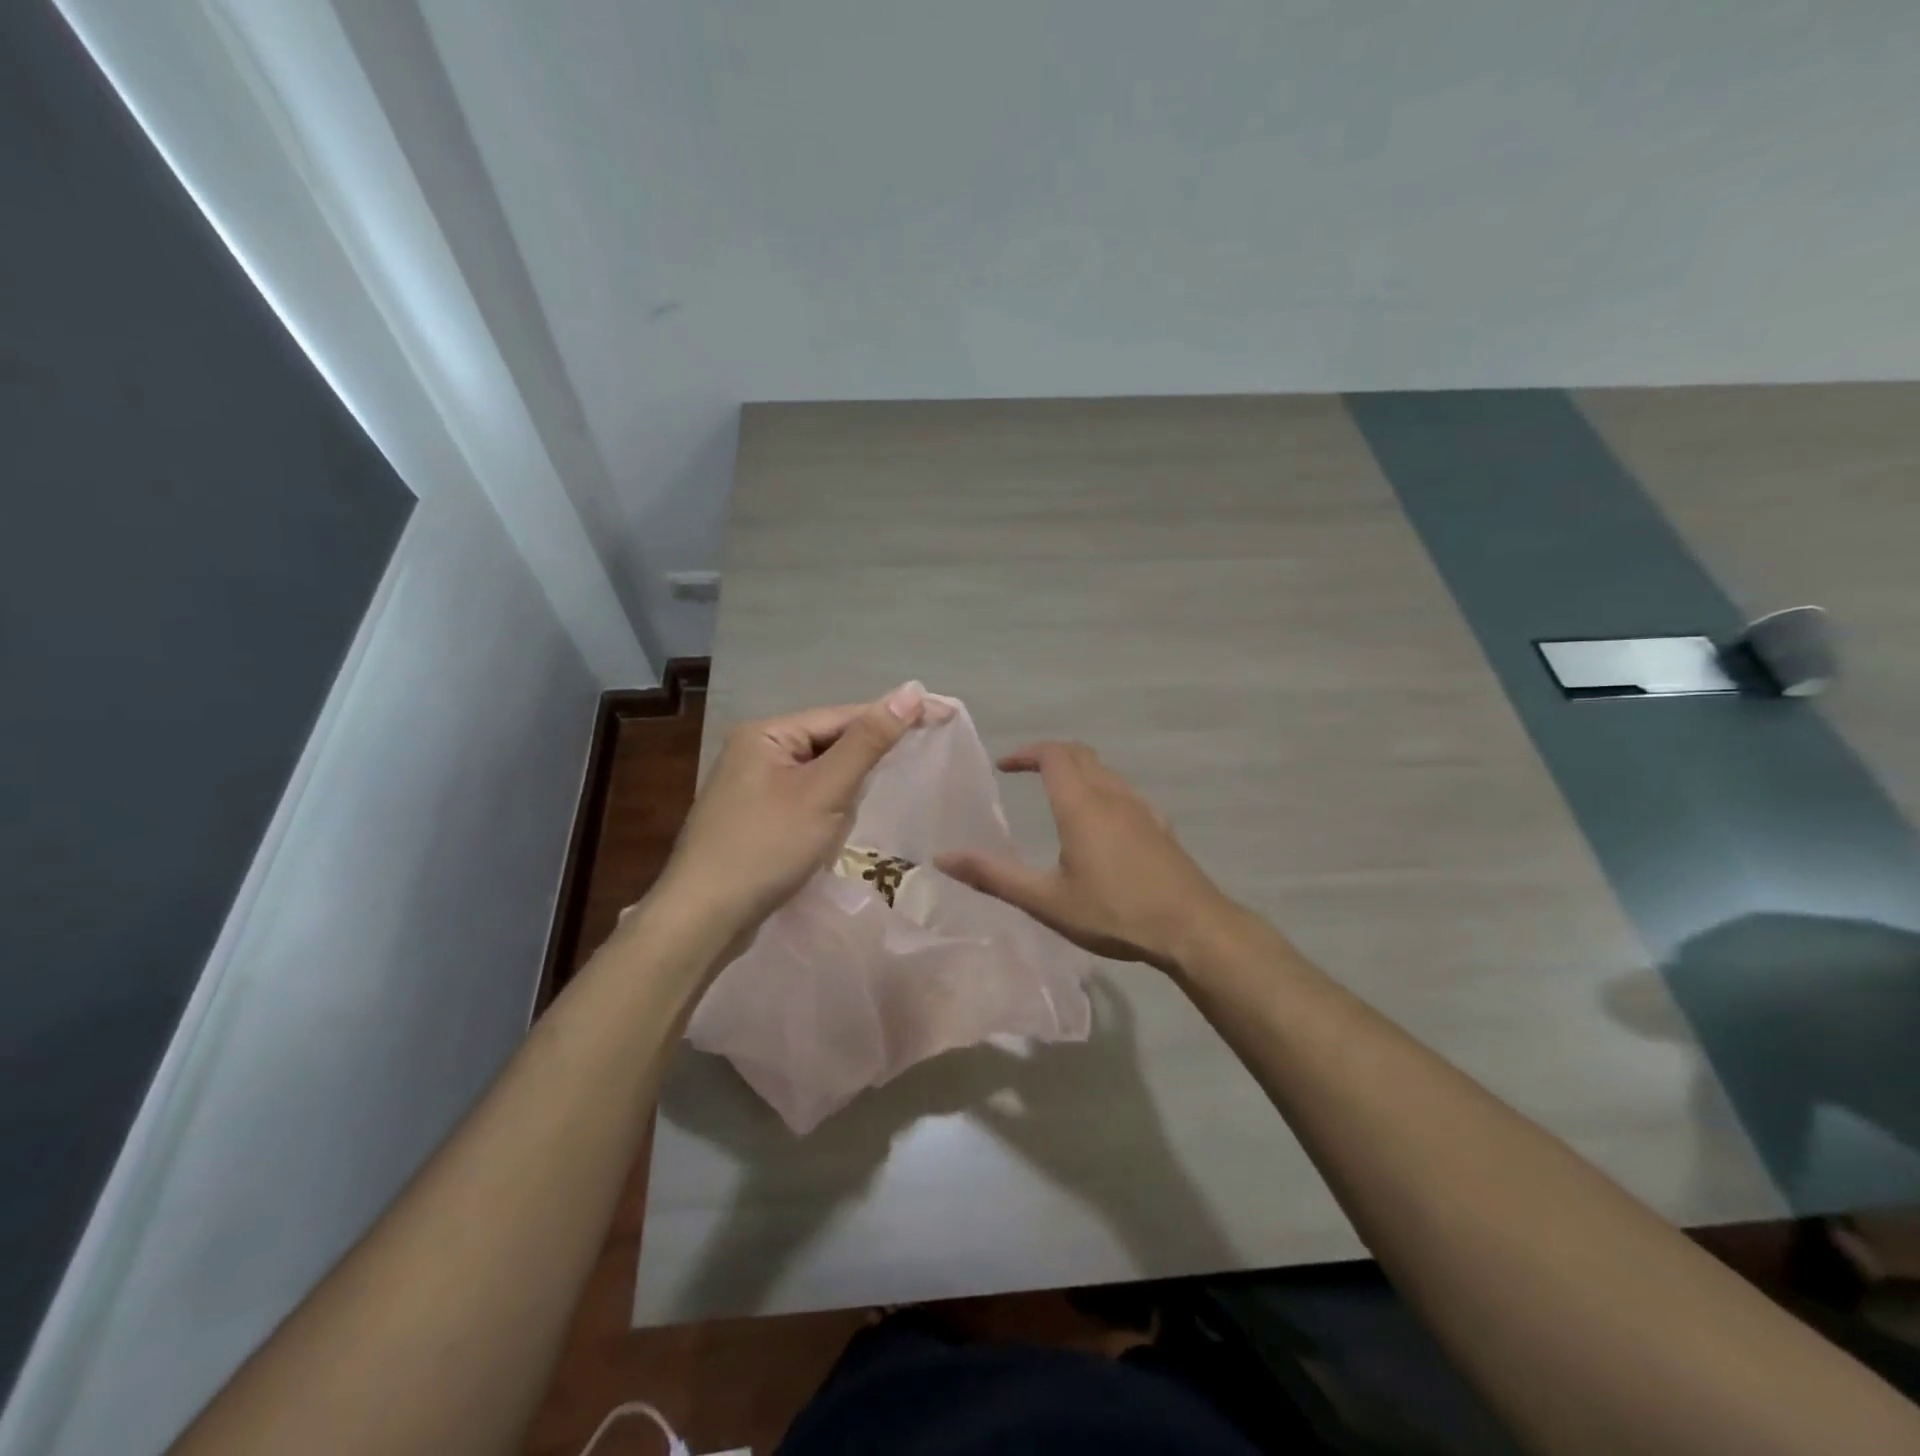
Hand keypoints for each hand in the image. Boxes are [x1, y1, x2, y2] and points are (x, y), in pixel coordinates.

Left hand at [653, 682, 931, 936]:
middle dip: (864, 763)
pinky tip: (835, 831)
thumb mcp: (824, 791)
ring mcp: (752, 787)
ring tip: (864, 808)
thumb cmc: (766, 847)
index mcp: (767, 734)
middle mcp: (756, 751)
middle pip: (831, 743)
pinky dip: (827, 812)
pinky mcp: (755, 819)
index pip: (844, 716)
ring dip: (845, 793)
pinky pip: (806, 800)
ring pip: (821, 775)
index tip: (944, 716)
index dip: (895, 716)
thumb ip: (868, 741)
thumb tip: (912, 690)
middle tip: (915, 765)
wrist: (703, 919)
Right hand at [937, 741, 1235, 973]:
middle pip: (1079, 754)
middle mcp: (1111, 794)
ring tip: (1056, 793)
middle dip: (1049, 754)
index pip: (1053, 755)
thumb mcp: (1045, 901)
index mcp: (1081, 805)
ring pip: (1104, 770)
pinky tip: (1100, 822)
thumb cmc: (1113, 912)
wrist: (1191, 927)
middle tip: (1025, 771)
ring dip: (1076, 769)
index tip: (1005, 765)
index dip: (1026, 753)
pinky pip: (1123, 790)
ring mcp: (1141, 807)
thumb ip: (993, 877)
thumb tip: (942, 859)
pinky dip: (1100, 787)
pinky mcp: (1159, 824)